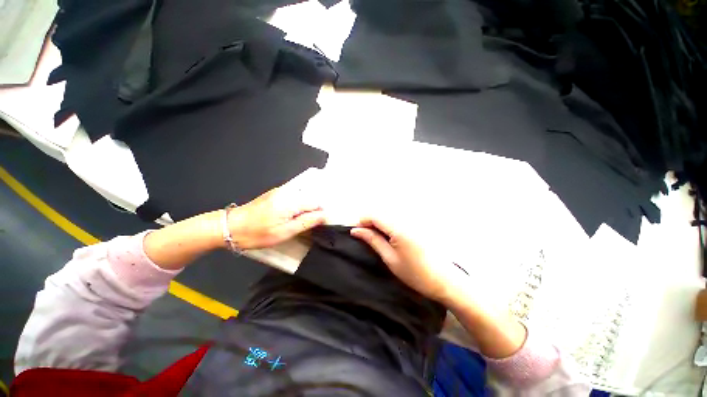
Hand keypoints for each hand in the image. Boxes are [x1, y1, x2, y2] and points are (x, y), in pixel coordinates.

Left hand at [228, 175, 326, 249]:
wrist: (231, 226)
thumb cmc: (258, 233)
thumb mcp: (285, 232)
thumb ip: (307, 222)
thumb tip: (324, 215)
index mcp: (291, 201)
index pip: (316, 203)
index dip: (319, 214)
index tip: (315, 225)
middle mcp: (288, 192)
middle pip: (310, 199)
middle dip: (311, 211)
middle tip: (303, 226)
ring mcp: (281, 191)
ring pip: (302, 198)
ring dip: (304, 210)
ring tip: (294, 222)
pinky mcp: (276, 193)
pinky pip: (294, 198)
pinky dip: (296, 207)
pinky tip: (288, 216)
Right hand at [351, 216, 468, 304]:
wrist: (444, 280)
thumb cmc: (415, 273)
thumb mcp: (390, 258)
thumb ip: (373, 240)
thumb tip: (356, 231)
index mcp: (399, 227)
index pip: (374, 215)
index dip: (360, 221)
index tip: (352, 231)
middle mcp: (406, 219)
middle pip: (380, 213)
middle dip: (368, 222)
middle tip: (361, 236)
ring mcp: (412, 220)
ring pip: (387, 215)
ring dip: (377, 223)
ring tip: (372, 237)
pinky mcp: (416, 224)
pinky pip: (396, 218)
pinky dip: (386, 224)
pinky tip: (385, 236)